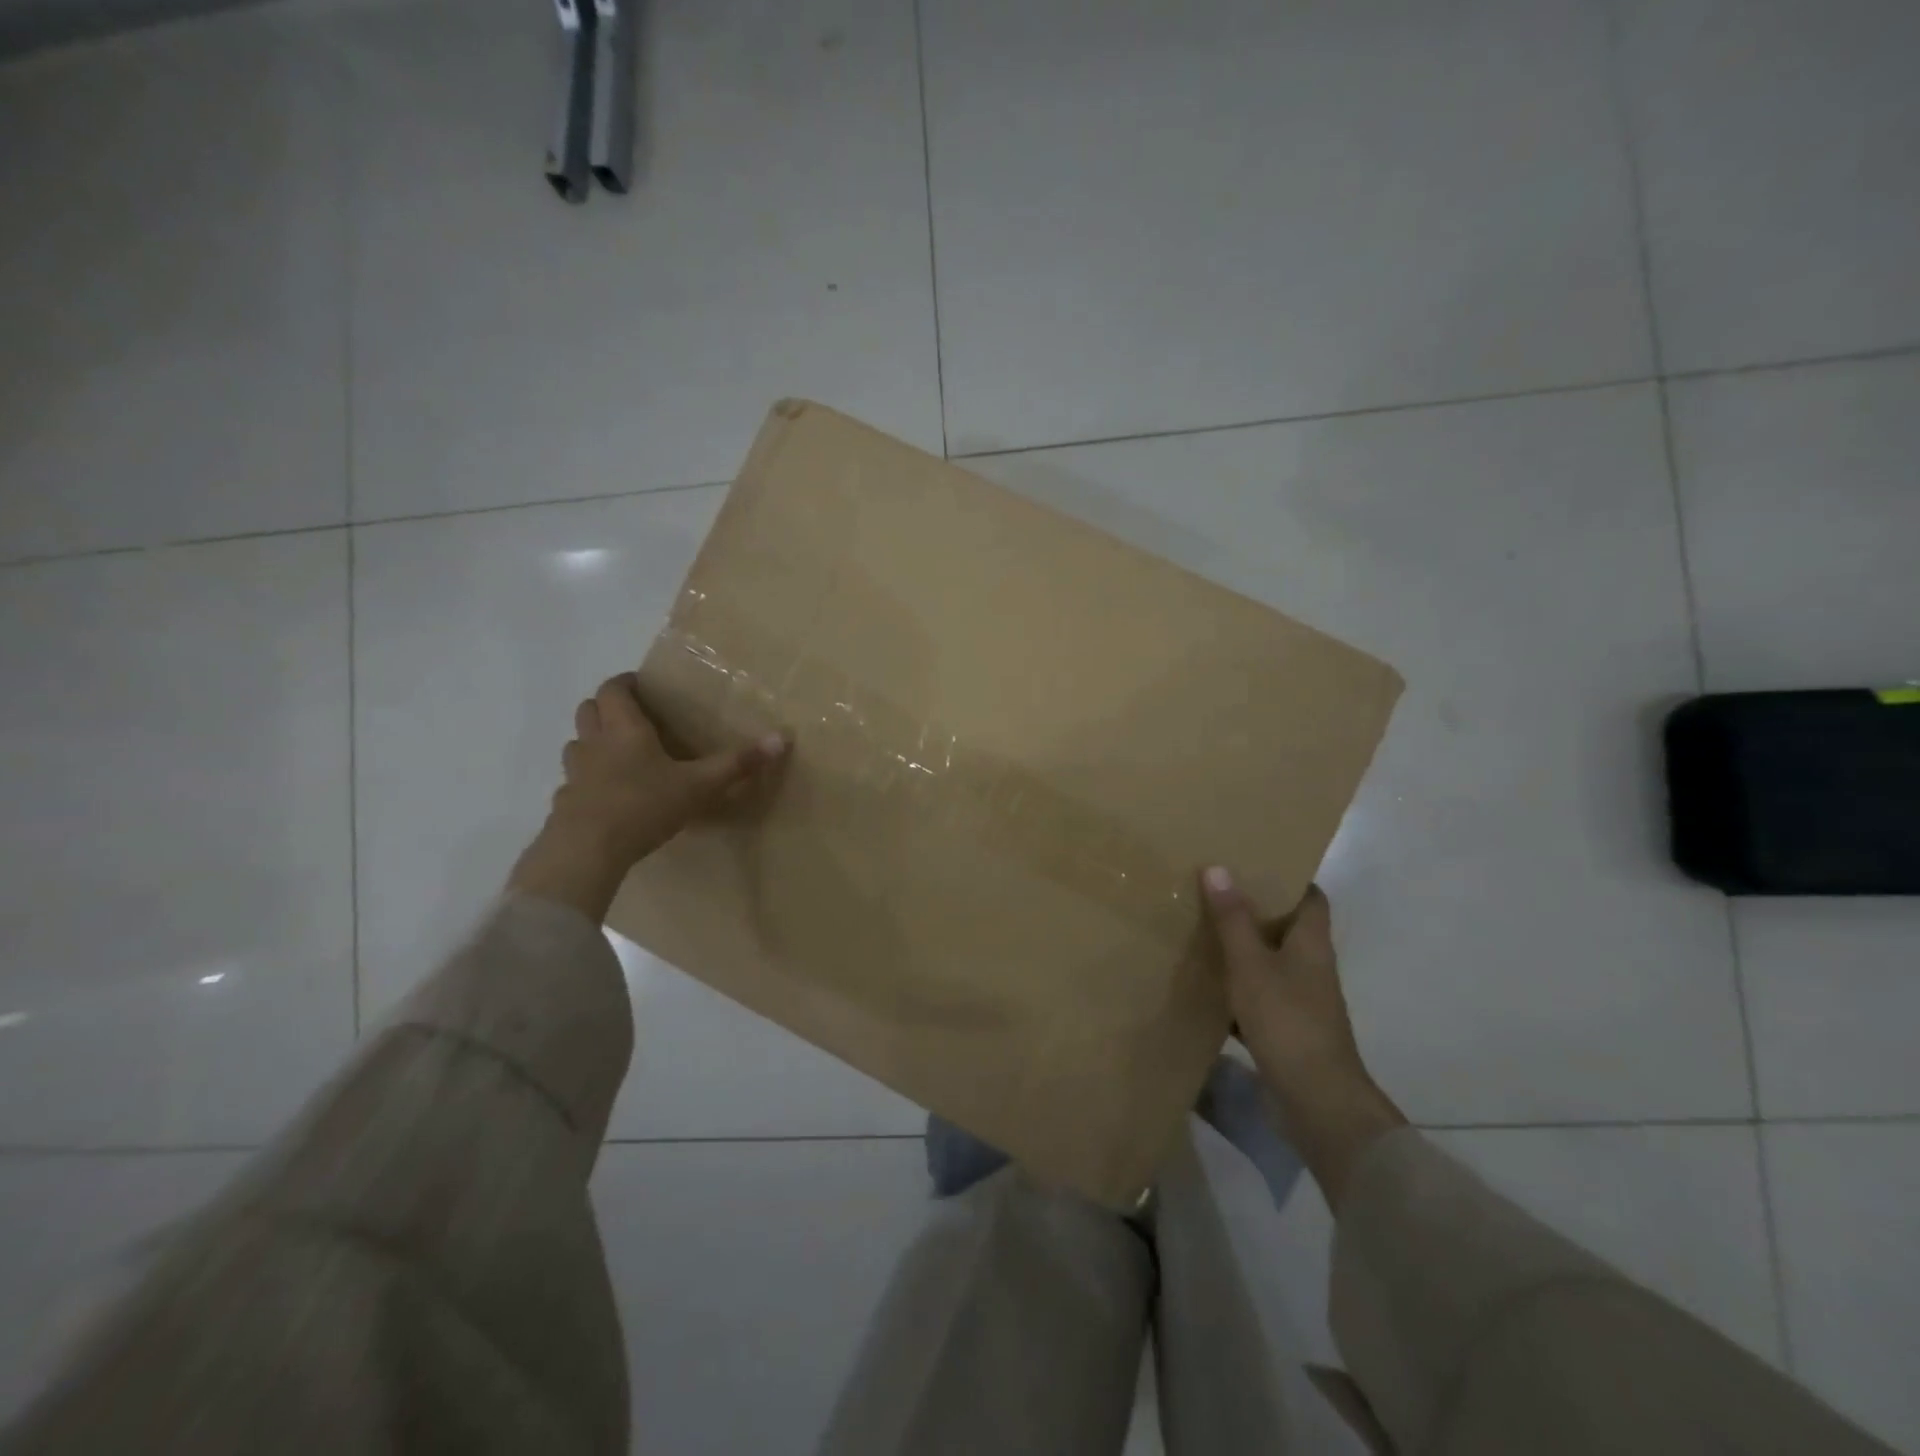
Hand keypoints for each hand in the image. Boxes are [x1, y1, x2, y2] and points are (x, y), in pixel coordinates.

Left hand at [508, 673, 788, 921]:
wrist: (588, 851)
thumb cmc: (645, 805)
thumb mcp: (700, 785)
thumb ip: (737, 763)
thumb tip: (782, 738)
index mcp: (624, 729)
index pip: (614, 689)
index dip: (625, 683)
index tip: (642, 686)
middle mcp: (594, 743)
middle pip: (588, 710)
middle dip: (607, 707)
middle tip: (633, 717)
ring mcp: (574, 774)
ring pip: (576, 744)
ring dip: (592, 742)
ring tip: (618, 755)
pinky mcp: (564, 803)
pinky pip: (573, 782)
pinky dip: (586, 781)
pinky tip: (606, 798)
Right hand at [1200, 869, 1405, 1208]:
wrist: (1317, 1102)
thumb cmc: (1287, 1021)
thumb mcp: (1251, 965)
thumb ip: (1233, 919)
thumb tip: (1217, 868)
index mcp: (1312, 943)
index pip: (1311, 897)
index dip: (1287, 877)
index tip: (1252, 862)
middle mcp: (1312, 967)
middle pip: (1287, 927)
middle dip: (1255, 909)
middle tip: (1214, 890)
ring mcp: (1301, 1000)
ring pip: (1270, 961)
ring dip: (1243, 948)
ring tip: (1203, 929)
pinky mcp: (1287, 1029)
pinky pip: (1259, 995)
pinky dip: (1237, 986)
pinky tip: (1206, 984)